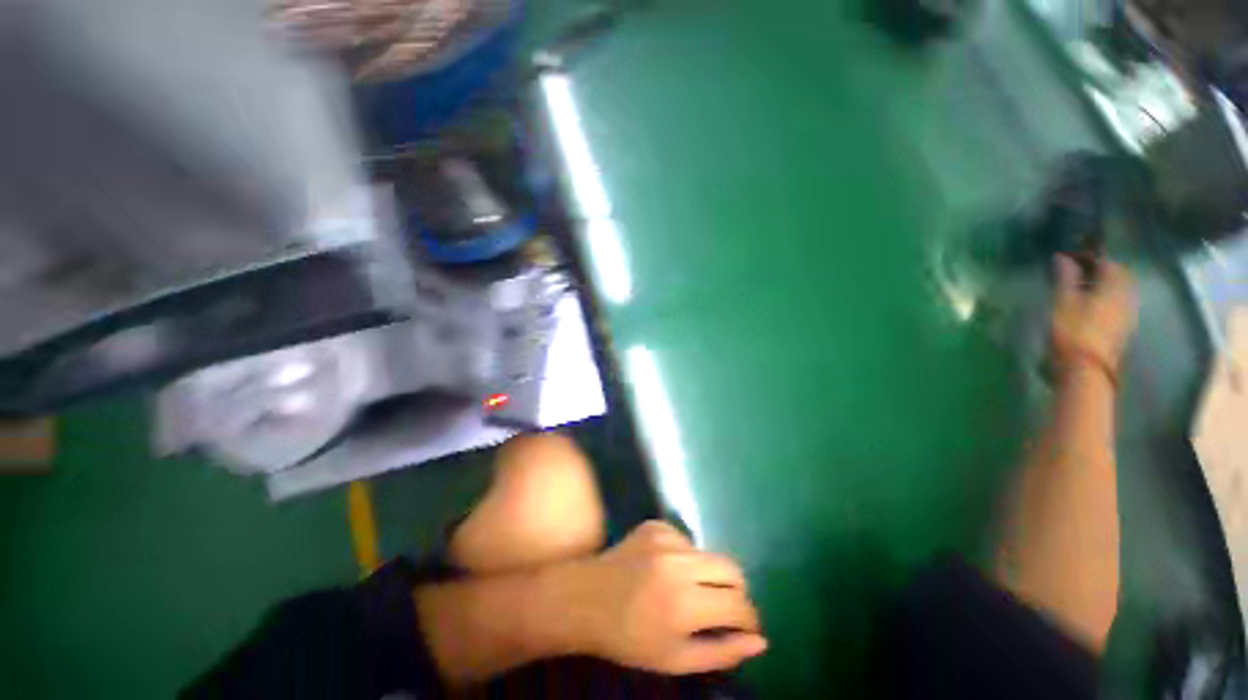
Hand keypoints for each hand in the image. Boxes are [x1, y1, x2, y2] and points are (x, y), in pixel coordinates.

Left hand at [562, 520, 767, 673]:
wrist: (584, 599)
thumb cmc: (628, 639)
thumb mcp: (675, 660)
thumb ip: (722, 652)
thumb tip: (760, 640)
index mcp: (685, 603)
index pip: (739, 604)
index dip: (749, 618)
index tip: (746, 627)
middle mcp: (679, 563)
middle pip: (732, 567)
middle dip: (736, 591)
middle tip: (723, 608)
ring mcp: (666, 538)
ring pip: (709, 553)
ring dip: (708, 574)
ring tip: (687, 591)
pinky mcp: (655, 525)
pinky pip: (685, 540)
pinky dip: (685, 558)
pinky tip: (665, 571)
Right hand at [1050, 255, 1137, 380]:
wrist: (1086, 369)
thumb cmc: (1073, 331)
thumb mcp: (1063, 302)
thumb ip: (1066, 278)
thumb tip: (1063, 257)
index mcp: (1114, 286)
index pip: (1107, 263)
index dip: (1090, 257)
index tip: (1071, 258)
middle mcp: (1127, 296)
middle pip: (1118, 276)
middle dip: (1101, 271)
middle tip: (1079, 271)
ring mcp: (1128, 314)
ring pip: (1120, 291)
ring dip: (1105, 286)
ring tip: (1084, 288)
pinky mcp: (1124, 328)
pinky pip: (1119, 305)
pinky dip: (1108, 299)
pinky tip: (1094, 305)